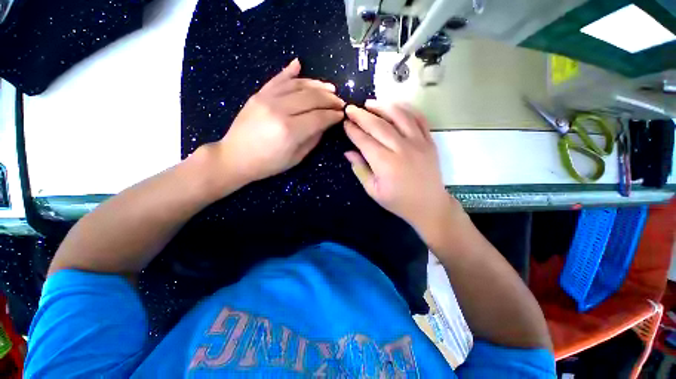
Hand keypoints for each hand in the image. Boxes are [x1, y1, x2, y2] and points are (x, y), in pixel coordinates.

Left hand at [216, 58, 344, 183]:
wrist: (235, 157)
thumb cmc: (268, 163)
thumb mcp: (296, 158)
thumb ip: (313, 139)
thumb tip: (325, 124)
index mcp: (290, 131)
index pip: (319, 117)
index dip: (333, 115)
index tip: (342, 114)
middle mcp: (280, 110)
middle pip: (311, 98)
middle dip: (330, 99)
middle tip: (340, 101)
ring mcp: (267, 99)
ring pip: (298, 85)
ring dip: (317, 85)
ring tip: (330, 88)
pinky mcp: (258, 94)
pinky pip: (277, 79)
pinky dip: (290, 71)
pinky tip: (299, 64)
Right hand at [344, 100, 459, 234]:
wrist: (429, 205)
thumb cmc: (398, 201)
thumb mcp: (373, 191)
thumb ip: (360, 169)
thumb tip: (348, 152)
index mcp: (385, 164)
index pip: (364, 141)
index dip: (353, 130)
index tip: (345, 122)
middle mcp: (402, 149)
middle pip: (379, 125)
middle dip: (362, 115)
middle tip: (351, 108)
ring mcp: (419, 143)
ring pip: (399, 116)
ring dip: (382, 106)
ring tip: (370, 103)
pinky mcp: (430, 141)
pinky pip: (419, 118)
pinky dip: (406, 109)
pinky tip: (395, 106)